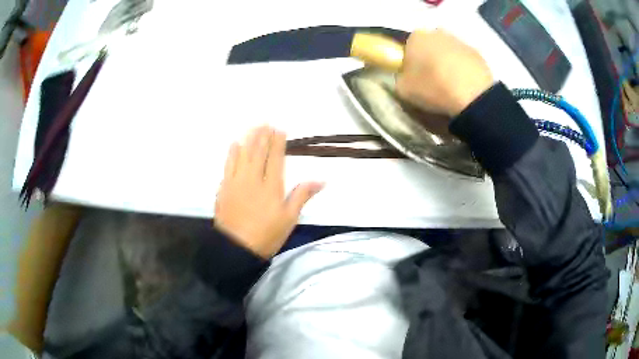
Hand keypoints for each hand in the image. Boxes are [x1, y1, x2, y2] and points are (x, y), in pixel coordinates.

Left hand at [214, 126, 323, 257]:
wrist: (236, 249)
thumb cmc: (267, 235)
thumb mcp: (289, 219)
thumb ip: (302, 195)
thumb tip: (321, 180)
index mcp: (271, 186)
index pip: (276, 158)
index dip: (278, 142)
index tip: (279, 129)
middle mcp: (253, 178)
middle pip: (258, 152)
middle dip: (263, 135)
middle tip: (265, 122)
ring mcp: (236, 182)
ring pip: (243, 154)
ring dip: (249, 139)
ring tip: (253, 127)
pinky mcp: (224, 187)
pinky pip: (228, 164)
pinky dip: (232, 152)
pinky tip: (235, 144)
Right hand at [396, 29, 493, 116]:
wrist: (472, 96)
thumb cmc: (433, 88)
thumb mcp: (403, 89)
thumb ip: (401, 78)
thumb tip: (406, 76)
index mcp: (416, 37)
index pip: (408, 46)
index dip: (410, 62)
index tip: (414, 77)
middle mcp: (437, 33)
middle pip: (430, 46)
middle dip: (430, 59)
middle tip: (432, 81)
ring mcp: (460, 41)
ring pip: (448, 52)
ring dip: (447, 64)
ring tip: (451, 86)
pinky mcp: (478, 54)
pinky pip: (465, 61)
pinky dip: (463, 70)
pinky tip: (465, 87)